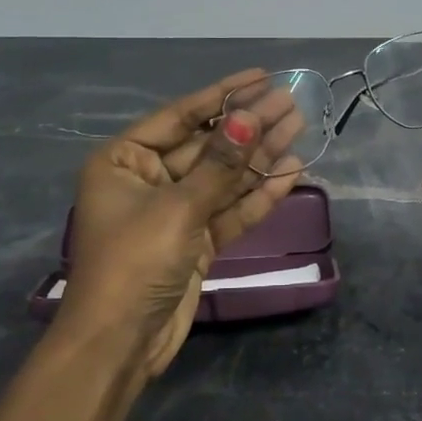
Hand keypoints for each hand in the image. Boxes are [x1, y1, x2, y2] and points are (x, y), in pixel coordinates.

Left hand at [59, 68, 304, 380]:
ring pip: (225, 176)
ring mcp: (175, 212)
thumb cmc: (135, 263)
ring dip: (261, 156)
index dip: (223, 94)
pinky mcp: (197, 241)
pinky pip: (231, 209)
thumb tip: (251, 118)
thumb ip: (220, 164)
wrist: (120, 343)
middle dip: (250, 125)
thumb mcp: (178, 207)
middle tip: (293, 102)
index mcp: (125, 161)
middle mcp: (149, 180)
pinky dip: (260, 194)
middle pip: (208, 145)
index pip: (181, 116)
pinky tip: (293, 172)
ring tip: (301, 128)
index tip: (262, 76)